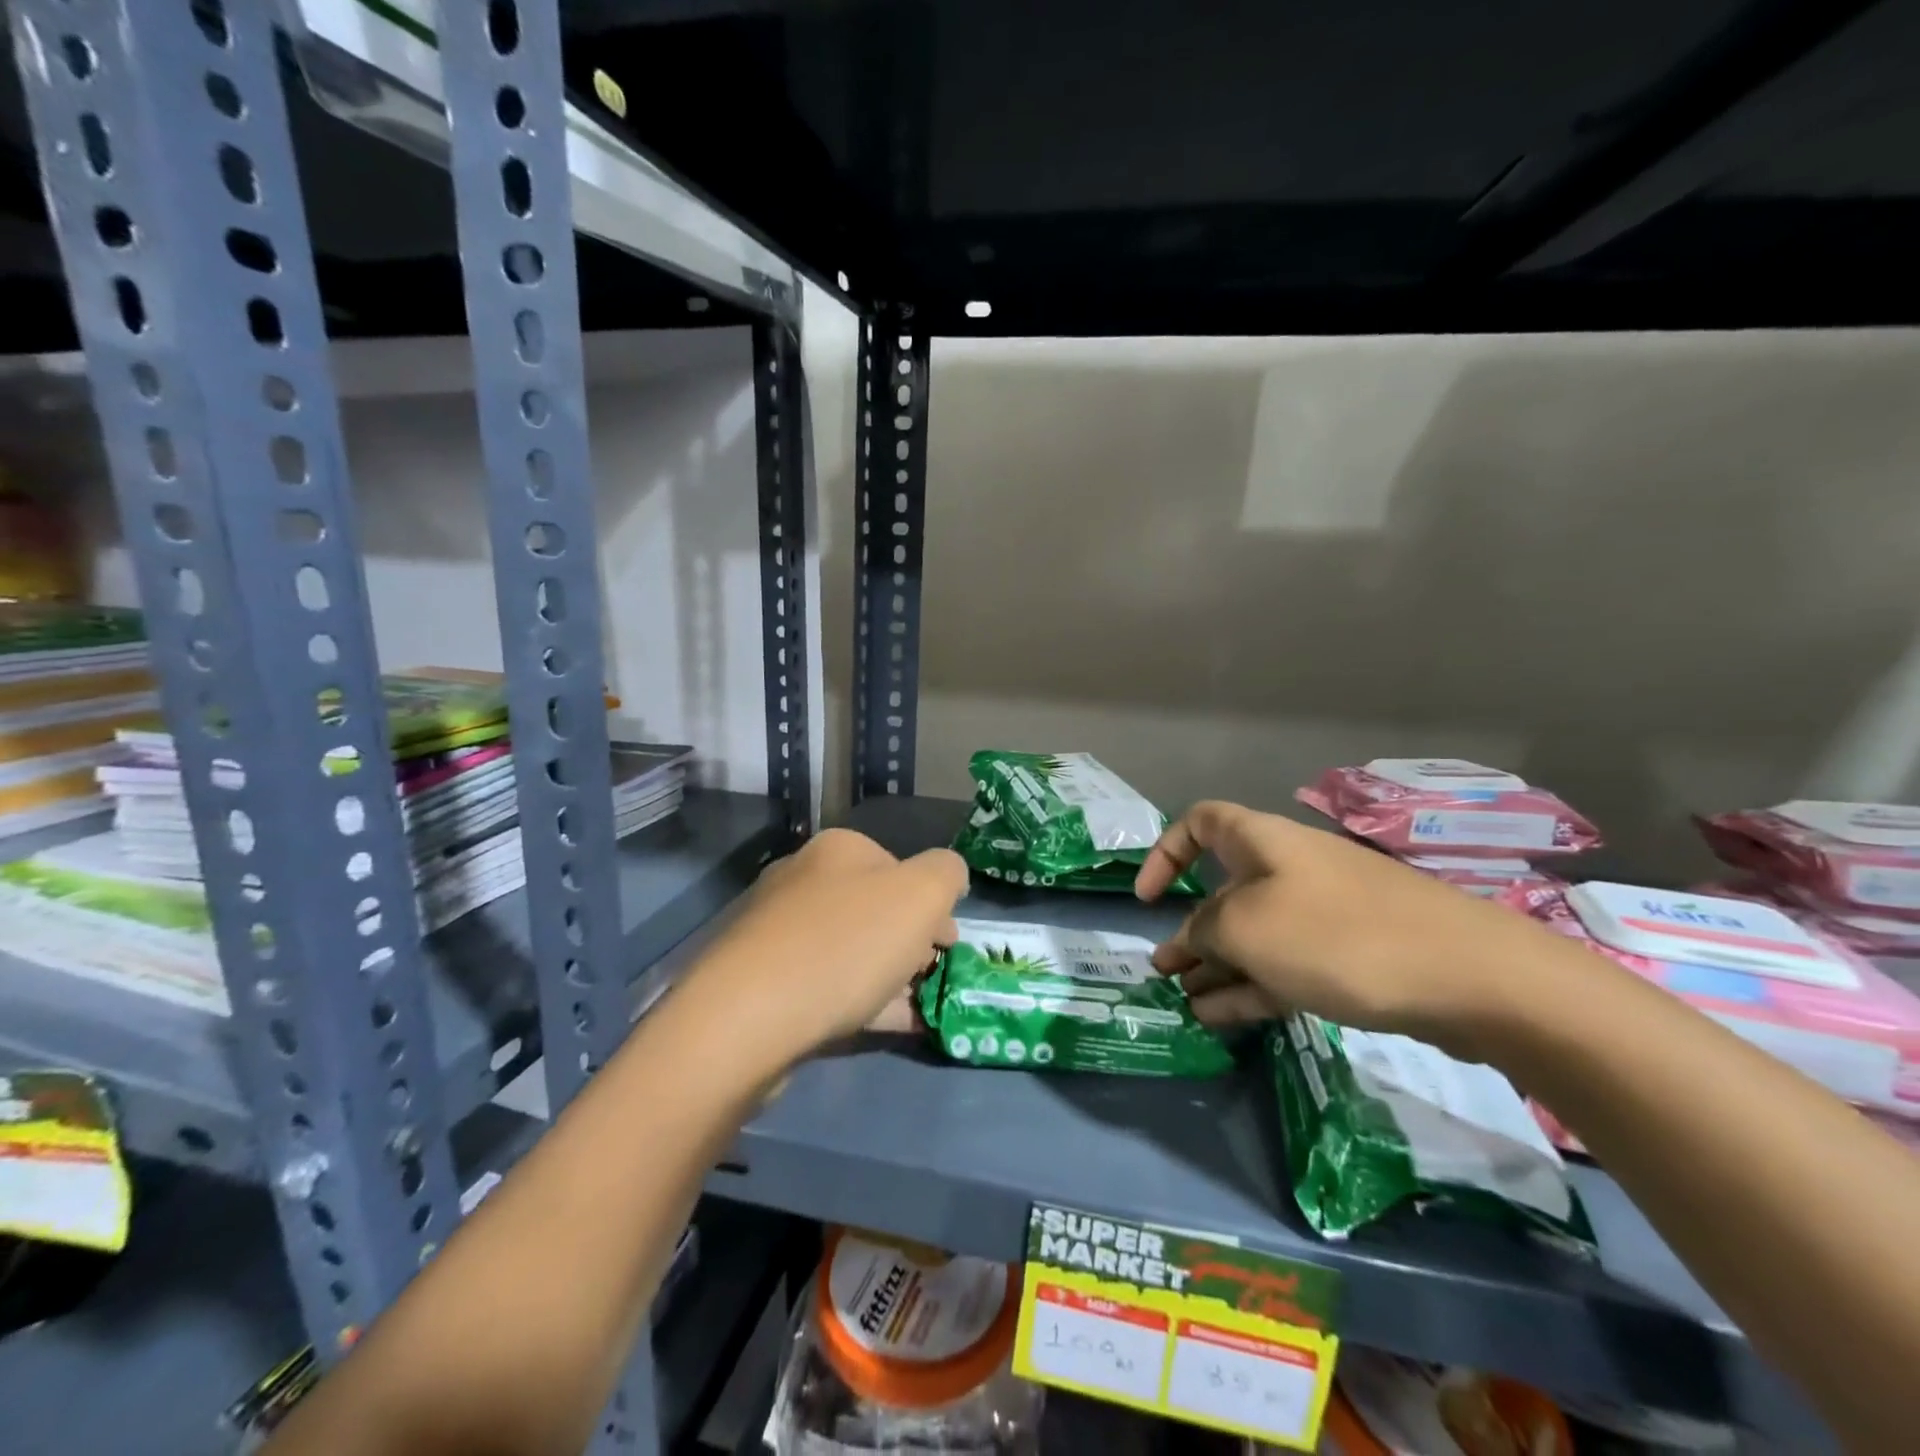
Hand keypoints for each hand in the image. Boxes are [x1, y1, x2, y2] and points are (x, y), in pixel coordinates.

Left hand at [687, 828, 967, 1070]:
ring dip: (890, 975)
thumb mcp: (922, 894)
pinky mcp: (761, 983)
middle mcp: (803, 881)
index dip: (933, 904)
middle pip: (875, 909)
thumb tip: (948, 876)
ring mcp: (777, 933)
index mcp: (838, 850)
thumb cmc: (846, 943)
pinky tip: (890, 1026)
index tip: (949, 943)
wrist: (748, 1017)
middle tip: (932, 975)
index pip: (900, 866)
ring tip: (918, 1008)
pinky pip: (826, 987)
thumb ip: (947, 873)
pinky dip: (863, 1002)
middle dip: (911, 941)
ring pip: (851, 950)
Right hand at [1135, 801, 1549, 1053]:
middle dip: (1191, 931)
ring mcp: (1323, 915)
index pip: (1199, 824)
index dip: (1165, 853)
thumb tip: (1194, 939)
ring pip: (1255, 935)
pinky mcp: (1352, 957)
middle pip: (1226, 891)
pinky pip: (1286, 965)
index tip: (1147, 899)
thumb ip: (1203, 930)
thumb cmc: (1338, 935)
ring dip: (1218, 966)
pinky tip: (1223, 1019)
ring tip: (1187, 1005)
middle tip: (1166, 972)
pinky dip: (1252, 987)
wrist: (1471, 977)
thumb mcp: (1247, 929)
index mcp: (1263, 843)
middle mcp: (1290, 871)